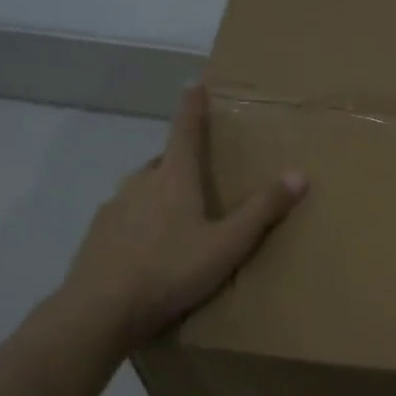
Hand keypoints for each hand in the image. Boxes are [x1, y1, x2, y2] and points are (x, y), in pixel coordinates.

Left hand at [61, 85, 306, 348]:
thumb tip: (299, 174)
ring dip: (159, 193)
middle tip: (199, 176)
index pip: (185, 130)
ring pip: (142, 189)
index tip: (194, 85)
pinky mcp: (97, 234)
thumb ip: (262, 211)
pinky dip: (139, 222)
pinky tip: (147, 250)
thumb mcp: (227, 245)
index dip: (192, 107)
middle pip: (164, 161)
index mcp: (174, 178)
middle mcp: (140, 183)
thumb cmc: (170, 271)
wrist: (100, 311)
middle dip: (180, 161)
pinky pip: (124, 217)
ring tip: (177, 219)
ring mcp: (114, 207)